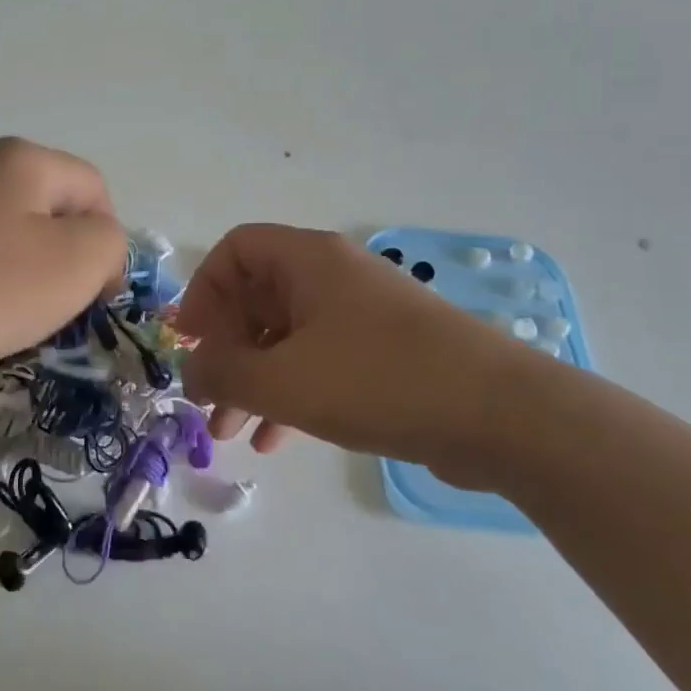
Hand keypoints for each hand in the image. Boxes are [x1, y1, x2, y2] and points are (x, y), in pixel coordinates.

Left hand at [0, 138, 125, 379]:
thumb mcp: (70, 266)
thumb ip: (108, 245)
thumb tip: (96, 243)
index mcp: (24, 159)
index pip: (94, 189)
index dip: (106, 243)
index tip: (92, 297)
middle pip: (46, 206)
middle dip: (59, 258)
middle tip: (46, 308)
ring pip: (1, 228)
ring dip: (14, 270)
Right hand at [178, 224, 532, 483]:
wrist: (501, 415)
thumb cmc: (378, 380)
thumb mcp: (284, 381)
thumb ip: (224, 373)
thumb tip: (192, 370)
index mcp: (307, 261)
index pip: (235, 251)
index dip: (202, 291)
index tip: (189, 341)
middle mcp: (332, 276)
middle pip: (257, 297)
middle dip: (225, 350)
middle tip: (206, 397)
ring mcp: (361, 314)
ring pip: (286, 336)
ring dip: (253, 380)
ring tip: (231, 432)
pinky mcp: (383, 352)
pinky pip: (319, 361)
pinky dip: (291, 392)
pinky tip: (275, 439)